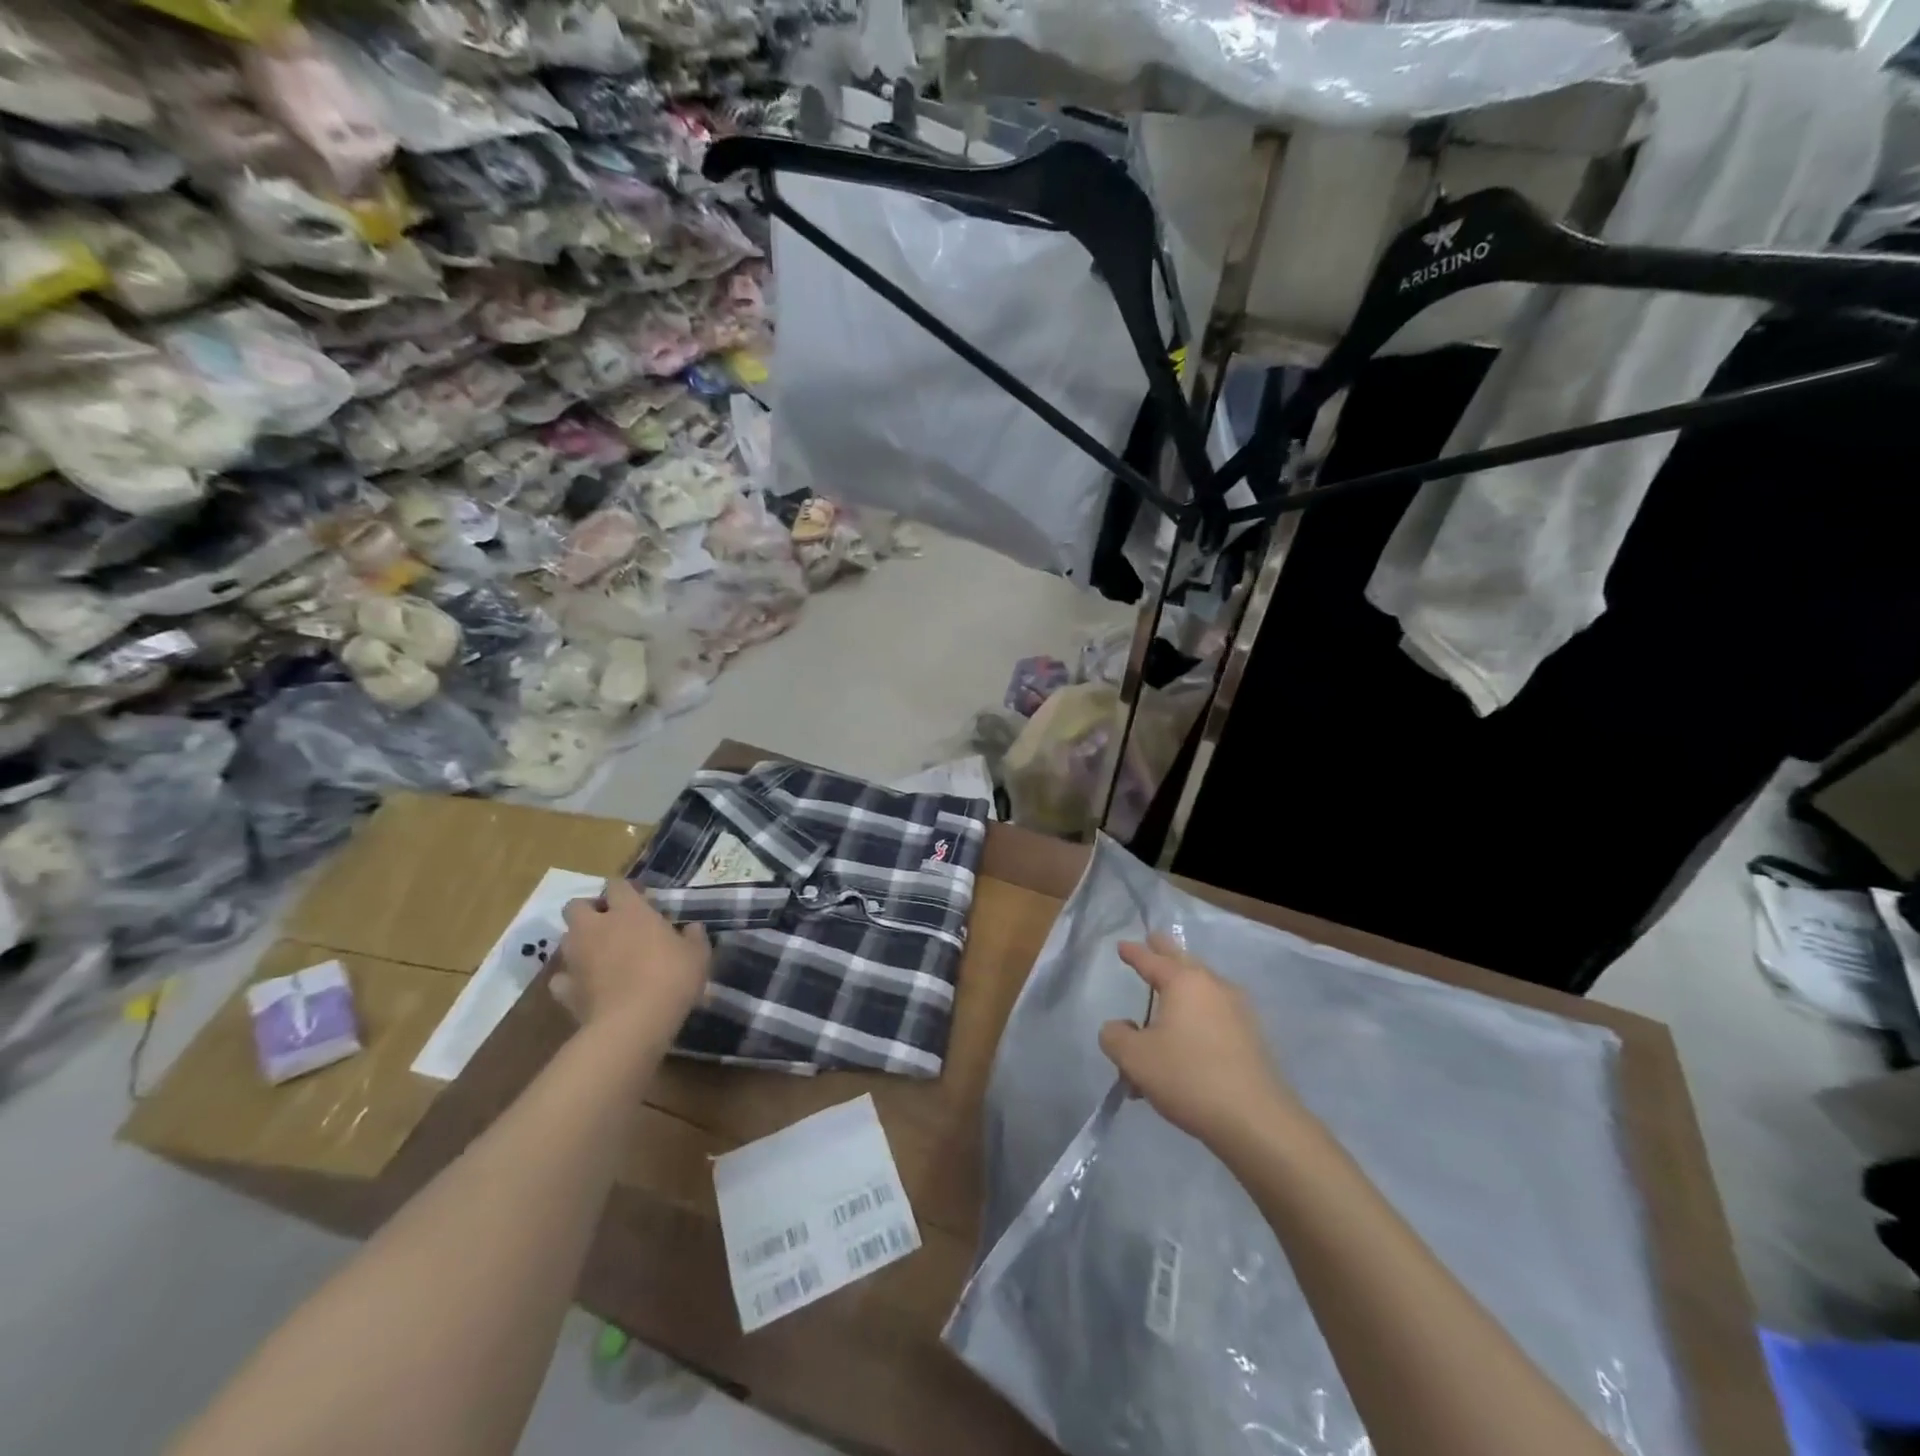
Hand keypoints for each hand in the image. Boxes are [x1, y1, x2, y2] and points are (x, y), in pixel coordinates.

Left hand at [552, 879, 710, 1047]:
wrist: (633, 1023)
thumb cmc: (671, 978)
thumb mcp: (697, 955)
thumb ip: (693, 937)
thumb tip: (692, 928)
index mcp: (629, 911)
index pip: (617, 885)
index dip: (626, 890)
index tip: (640, 900)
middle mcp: (596, 927)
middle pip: (576, 906)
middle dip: (589, 911)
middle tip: (610, 924)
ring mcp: (576, 958)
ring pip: (566, 939)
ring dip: (580, 943)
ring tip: (600, 956)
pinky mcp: (564, 989)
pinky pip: (561, 979)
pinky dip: (571, 980)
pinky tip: (586, 987)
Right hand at [1099, 933, 1299, 1152]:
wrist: (1255, 1120)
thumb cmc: (1188, 1077)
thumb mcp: (1135, 1058)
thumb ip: (1115, 1036)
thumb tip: (1120, 1027)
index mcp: (1184, 982)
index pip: (1152, 960)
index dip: (1134, 953)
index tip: (1122, 945)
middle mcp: (1213, 986)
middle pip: (1184, 961)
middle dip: (1165, 953)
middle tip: (1153, 942)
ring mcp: (1238, 1011)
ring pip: (1201, 991)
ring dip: (1180, 994)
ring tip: (1163, 1007)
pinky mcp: (1252, 1037)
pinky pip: (1214, 1016)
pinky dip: (1196, 1020)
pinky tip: (1186, 1045)